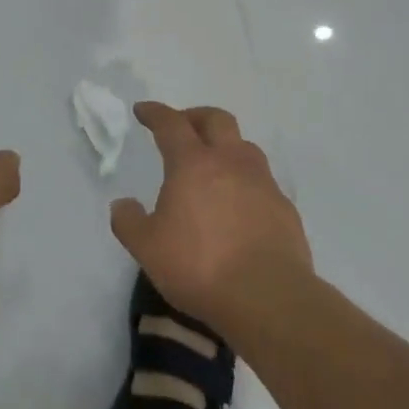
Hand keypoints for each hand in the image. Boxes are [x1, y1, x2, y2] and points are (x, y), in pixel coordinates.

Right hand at [110, 101, 311, 330]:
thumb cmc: (199, 266)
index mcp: (192, 164)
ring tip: (213, 165)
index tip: (143, 110)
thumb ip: (129, 222)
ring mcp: (263, 183)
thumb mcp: (147, 248)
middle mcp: (230, 162)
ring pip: (244, 146)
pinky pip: (262, 181)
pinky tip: (238, 204)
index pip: (171, 124)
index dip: (155, 113)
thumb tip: (123, 204)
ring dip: (225, 146)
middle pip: (216, 120)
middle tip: (182, 127)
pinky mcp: (285, 208)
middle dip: (195, 117)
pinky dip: (246, 181)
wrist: (268, 298)